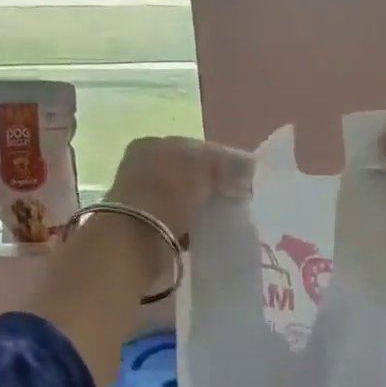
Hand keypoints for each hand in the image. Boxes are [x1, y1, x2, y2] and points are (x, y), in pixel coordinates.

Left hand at [106, 136, 253, 245]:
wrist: (135, 241)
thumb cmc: (167, 193)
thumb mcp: (204, 168)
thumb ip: (228, 164)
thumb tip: (249, 166)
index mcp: (151, 145)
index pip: (193, 148)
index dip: (219, 160)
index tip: (242, 178)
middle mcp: (142, 169)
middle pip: (187, 175)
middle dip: (210, 187)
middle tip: (235, 199)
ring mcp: (141, 201)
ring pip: (182, 201)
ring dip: (201, 210)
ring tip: (223, 220)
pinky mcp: (144, 230)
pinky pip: (176, 225)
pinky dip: (191, 230)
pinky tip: (205, 236)